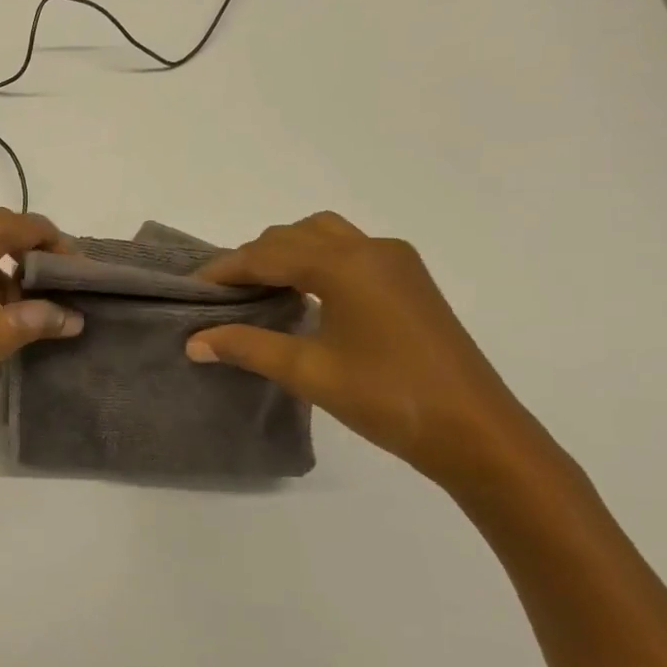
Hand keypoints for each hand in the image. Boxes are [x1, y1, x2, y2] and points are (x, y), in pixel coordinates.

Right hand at [186, 212, 556, 492]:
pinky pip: (349, 250)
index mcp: (344, 265)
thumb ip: (247, 346)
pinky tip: (304, 294)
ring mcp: (396, 262)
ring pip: (324, 235)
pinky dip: (316, 260)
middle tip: (222, 295)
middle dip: (253, 258)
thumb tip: (194, 341)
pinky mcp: (410, 280)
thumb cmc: (386, 397)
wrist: (475, 430)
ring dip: (286, 252)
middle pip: (293, 236)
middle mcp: (371, 249)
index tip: (192, 288)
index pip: (267, 255)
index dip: (225, 270)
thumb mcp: (307, 371)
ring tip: (260, 289)